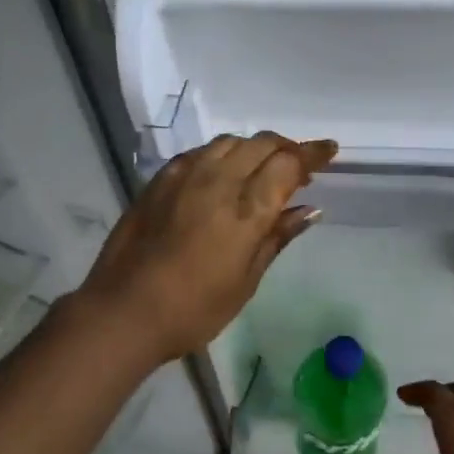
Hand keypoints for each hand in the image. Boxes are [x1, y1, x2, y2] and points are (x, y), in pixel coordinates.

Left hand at [74, 132, 336, 367]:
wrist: (124, 311)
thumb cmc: (194, 308)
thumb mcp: (246, 280)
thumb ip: (277, 237)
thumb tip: (308, 210)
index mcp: (246, 209)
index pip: (288, 163)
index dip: (312, 153)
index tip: (329, 150)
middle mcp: (218, 181)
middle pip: (261, 144)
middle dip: (286, 148)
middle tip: (299, 166)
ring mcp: (185, 176)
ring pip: (229, 143)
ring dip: (253, 148)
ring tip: (261, 167)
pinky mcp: (160, 180)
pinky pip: (199, 153)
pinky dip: (221, 154)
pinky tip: (221, 173)